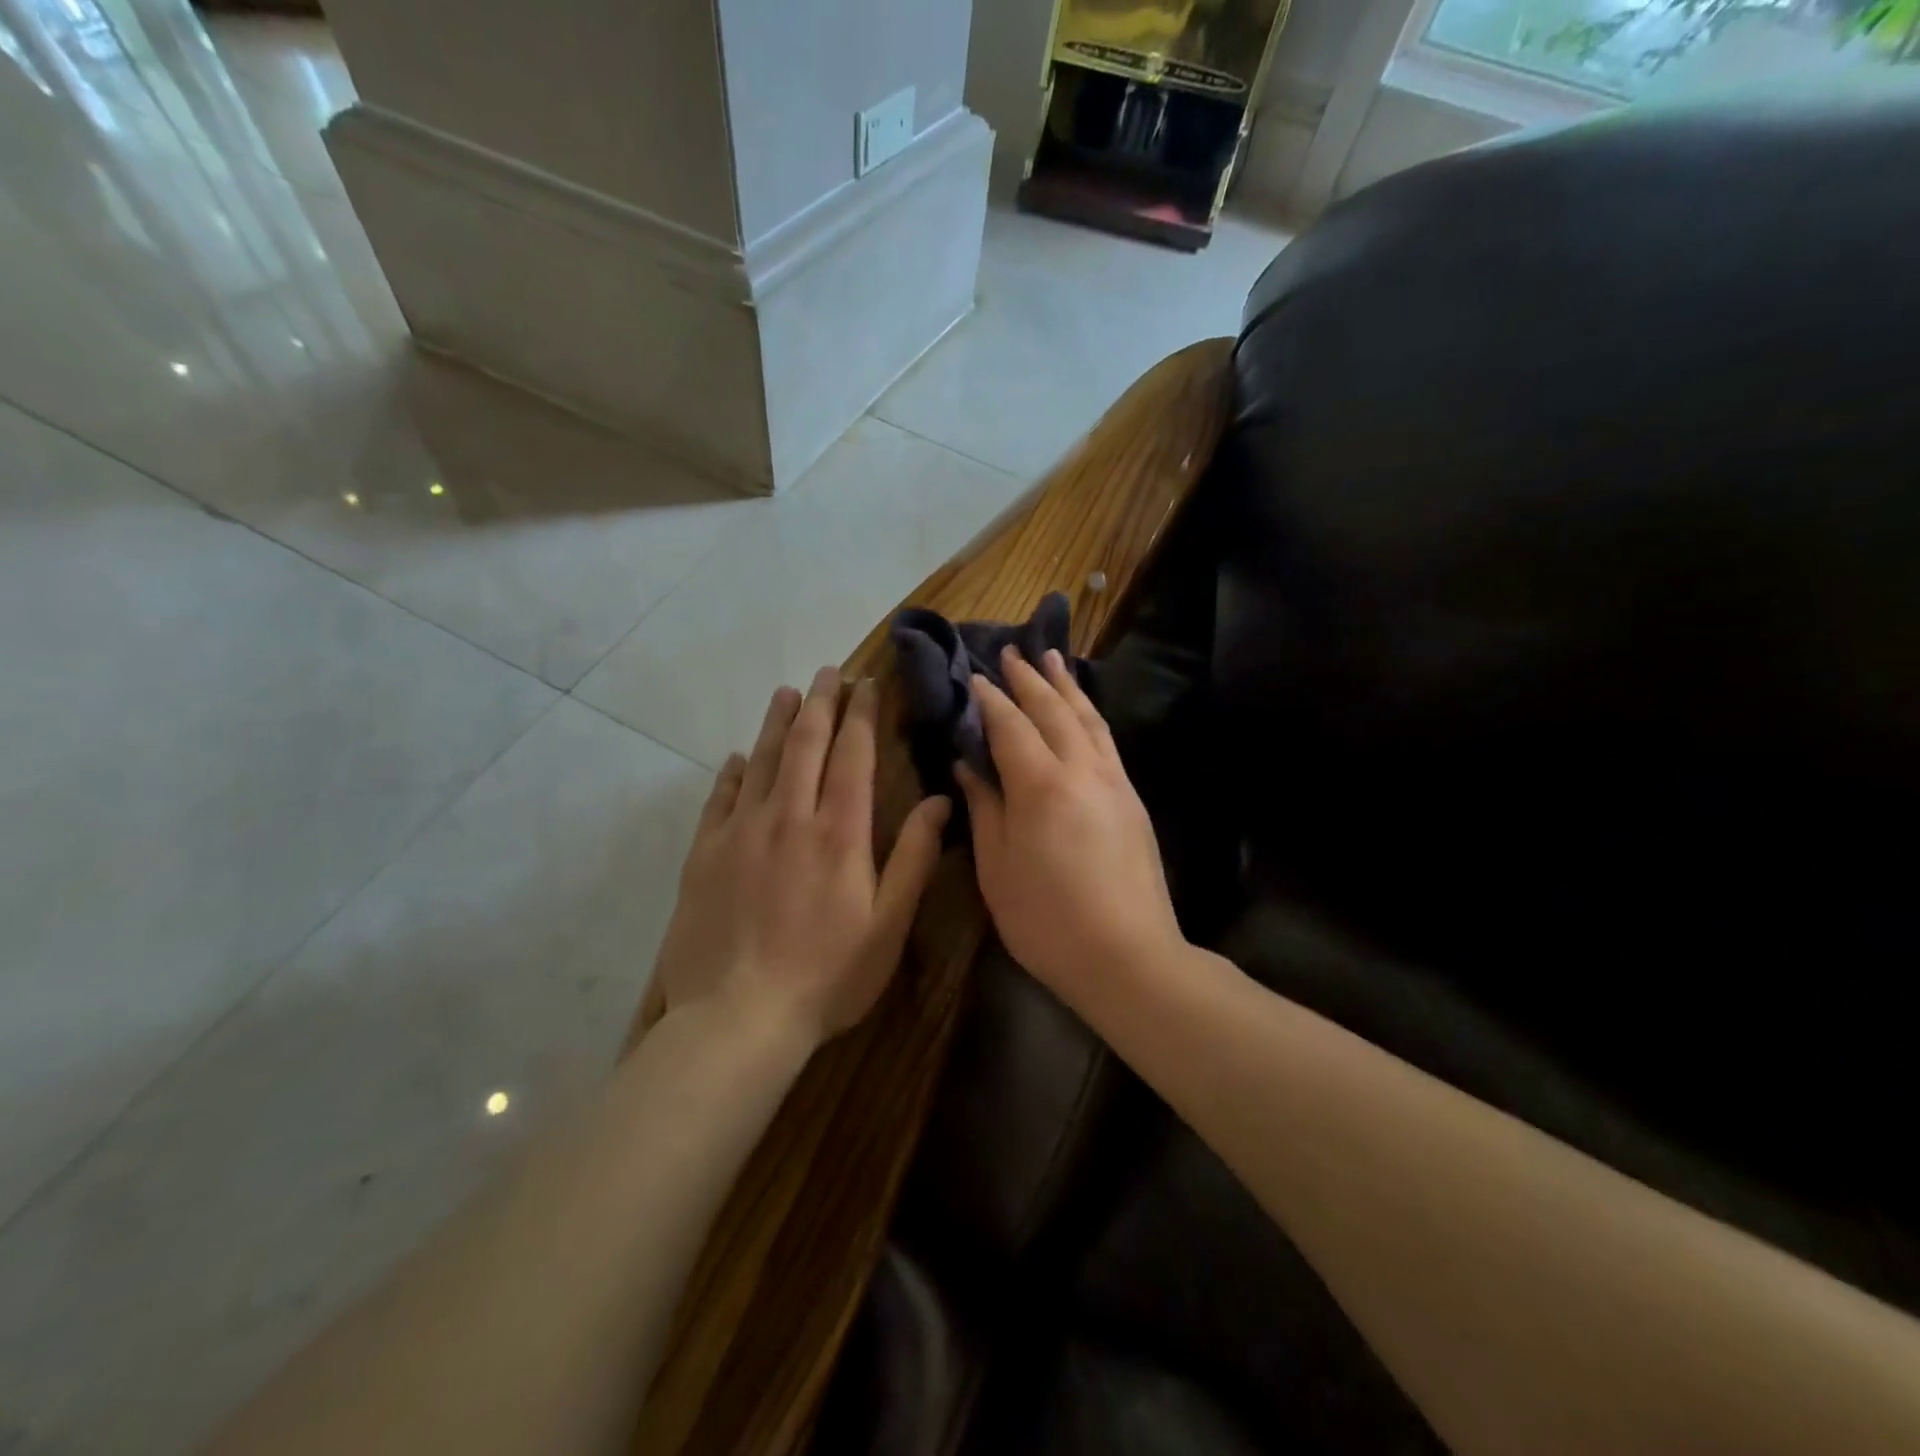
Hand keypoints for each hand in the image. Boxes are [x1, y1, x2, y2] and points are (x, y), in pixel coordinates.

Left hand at [646, 667, 950, 1048]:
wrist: (736, 1019)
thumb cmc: (827, 976)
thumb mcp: (888, 925)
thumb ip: (912, 858)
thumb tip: (941, 801)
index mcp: (838, 832)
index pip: (853, 755)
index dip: (862, 715)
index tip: (867, 684)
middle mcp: (788, 817)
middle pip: (805, 744)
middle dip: (821, 703)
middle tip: (829, 672)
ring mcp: (740, 832)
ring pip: (762, 760)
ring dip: (778, 723)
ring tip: (788, 692)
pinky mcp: (704, 855)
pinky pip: (720, 799)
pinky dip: (733, 772)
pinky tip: (739, 758)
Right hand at [955, 647, 1185, 998]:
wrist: (1128, 956)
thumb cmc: (1047, 919)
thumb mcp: (997, 868)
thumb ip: (984, 808)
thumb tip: (969, 765)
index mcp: (1040, 785)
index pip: (1009, 726)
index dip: (990, 699)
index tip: (974, 677)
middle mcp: (1081, 770)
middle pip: (1053, 711)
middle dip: (1029, 679)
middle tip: (1011, 652)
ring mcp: (1113, 782)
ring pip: (1088, 719)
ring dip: (1066, 686)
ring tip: (1052, 659)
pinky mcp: (1132, 799)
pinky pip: (1107, 740)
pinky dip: (1090, 714)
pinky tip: (1084, 710)